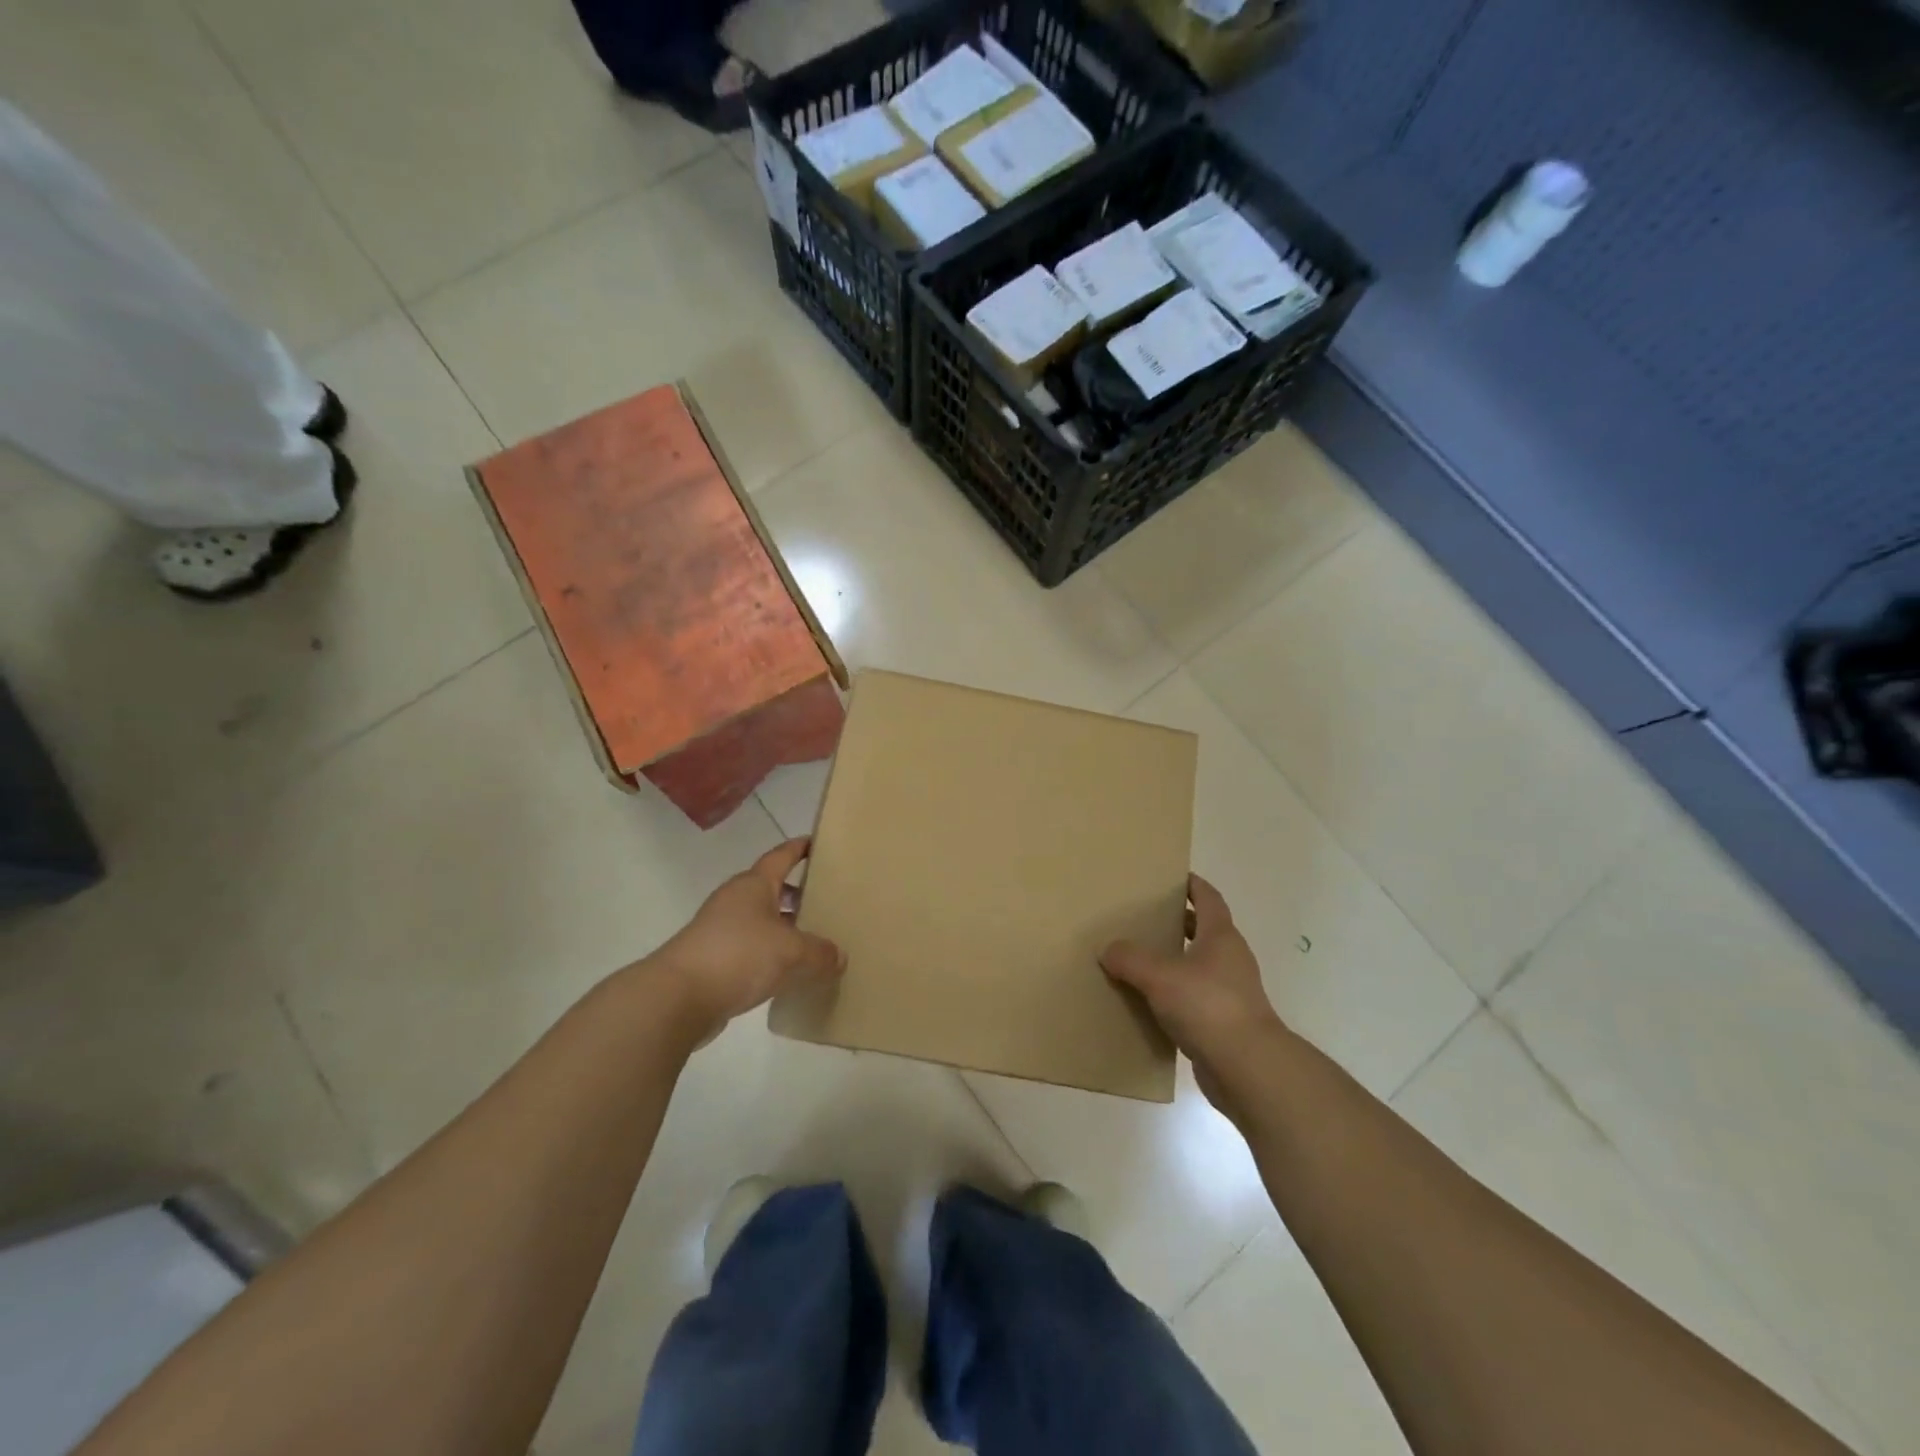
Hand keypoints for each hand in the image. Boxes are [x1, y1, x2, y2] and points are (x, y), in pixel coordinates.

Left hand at [651, 838, 844, 1043]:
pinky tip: (788, 973)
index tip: (818, 844)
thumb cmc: (738, 955)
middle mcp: (736, 901)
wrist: (677, 997)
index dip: (799, 848)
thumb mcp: (791, 952)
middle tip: (827, 901)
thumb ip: (820, 952)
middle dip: (798, 894)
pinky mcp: (713, 960)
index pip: (781, 856)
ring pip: (761, 921)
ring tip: (813, 941)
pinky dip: (770, 954)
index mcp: (754, 885)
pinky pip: (751, 949)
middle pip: (772, 889)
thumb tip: (839, 956)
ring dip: (785, 928)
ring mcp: (721, 930)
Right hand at [1101, 875, 1287, 1111]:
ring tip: (1141, 961)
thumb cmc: (1208, 1006)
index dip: (1193, 885)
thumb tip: (1109, 950)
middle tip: (1146, 919)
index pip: (1209, 899)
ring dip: (1176, 961)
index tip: (1173, 877)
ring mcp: (1231, 993)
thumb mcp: (1160, 976)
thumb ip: (1130, 958)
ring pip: (1199, 967)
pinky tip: (1150, 1003)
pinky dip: (1176, 995)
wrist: (1248, 1069)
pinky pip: (1196, 999)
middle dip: (1179, 923)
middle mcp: (1230, 960)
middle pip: (1205, 931)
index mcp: (1221, 937)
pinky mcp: (1225, 1024)